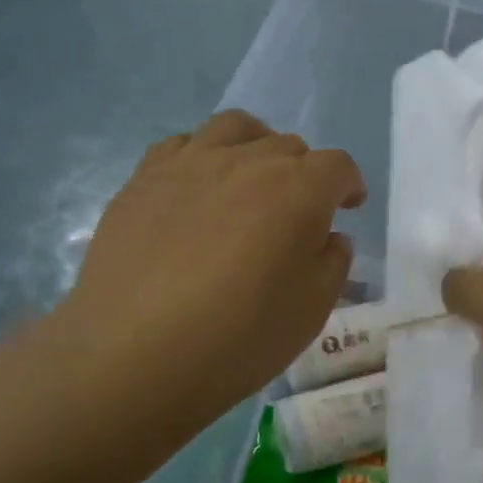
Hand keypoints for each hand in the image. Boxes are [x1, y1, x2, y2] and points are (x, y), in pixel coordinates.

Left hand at [54, 110, 364, 443]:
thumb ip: (333, 262)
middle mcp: (247, 161)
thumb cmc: (239, 337)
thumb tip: (327, 236)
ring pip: (236, 128)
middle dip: (304, 173)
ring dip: (255, 146)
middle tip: (297, 213)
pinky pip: (183, 144)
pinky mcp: (144, 177)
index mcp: (298, 190)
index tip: (348, 207)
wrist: (134, 354)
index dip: (348, 185)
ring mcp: (191, 163)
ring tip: (250, 178)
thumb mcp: (312, 310)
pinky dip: (203, 156)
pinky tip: (198, 190)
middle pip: (288, 146)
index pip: (337, 166)